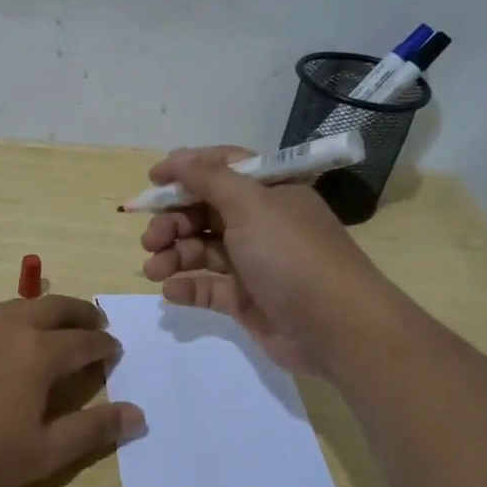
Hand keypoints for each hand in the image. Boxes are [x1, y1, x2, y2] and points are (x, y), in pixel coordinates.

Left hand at [0, 295, 143, 486]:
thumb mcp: (42, 454)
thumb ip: (91, 432)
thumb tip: (137, 414)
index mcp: (38, 353)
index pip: (83, 341)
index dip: (104, 345)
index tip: (115, 349)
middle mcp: (10, 329)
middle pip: (55, 308)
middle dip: (81, 313)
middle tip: (96, 322)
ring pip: (22, 305)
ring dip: (48, 309)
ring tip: (57, 322)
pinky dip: (17, 316)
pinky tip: (8, 336)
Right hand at [139, 146, 387, 372]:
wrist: (335, 328)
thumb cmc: (292, 255)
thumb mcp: (251, 205)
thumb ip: (209, 179)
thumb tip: (176, 158)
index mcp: (269, 192)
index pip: (222, 168)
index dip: (186, 170)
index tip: (152, 180)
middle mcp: (261, 222)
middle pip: (204, 211)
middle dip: (172, 222)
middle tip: (151, 239)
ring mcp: (253, 263)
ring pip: (201, 250)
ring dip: (172, 255)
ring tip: (153, 270)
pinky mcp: (245, 299)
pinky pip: (207, 286)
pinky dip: (186, 287)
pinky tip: (171, 292)